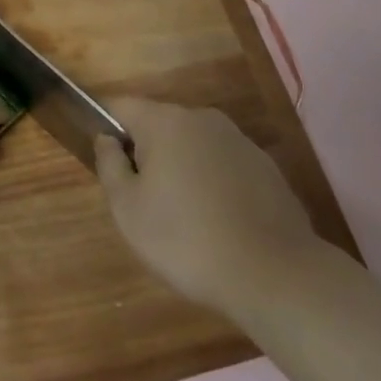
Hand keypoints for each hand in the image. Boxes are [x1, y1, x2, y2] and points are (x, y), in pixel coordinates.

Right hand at [95, 98, 321, 319]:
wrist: (274, 274)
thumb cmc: (186, 239)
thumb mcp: (128, 209)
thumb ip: (109, 165)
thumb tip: (107, 139)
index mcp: (164, 121)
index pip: (122, 106)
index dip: (106, 127)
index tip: (106, 163)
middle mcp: (202, 118)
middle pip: (159, 125)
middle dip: (146, 153)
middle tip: (143, 201)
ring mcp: (238, 140)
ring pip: (193, 145)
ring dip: (181, 169)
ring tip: (183, 218)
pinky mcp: (265, 166)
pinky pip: (223, 166)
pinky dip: (213, 184)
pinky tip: (217, 223)